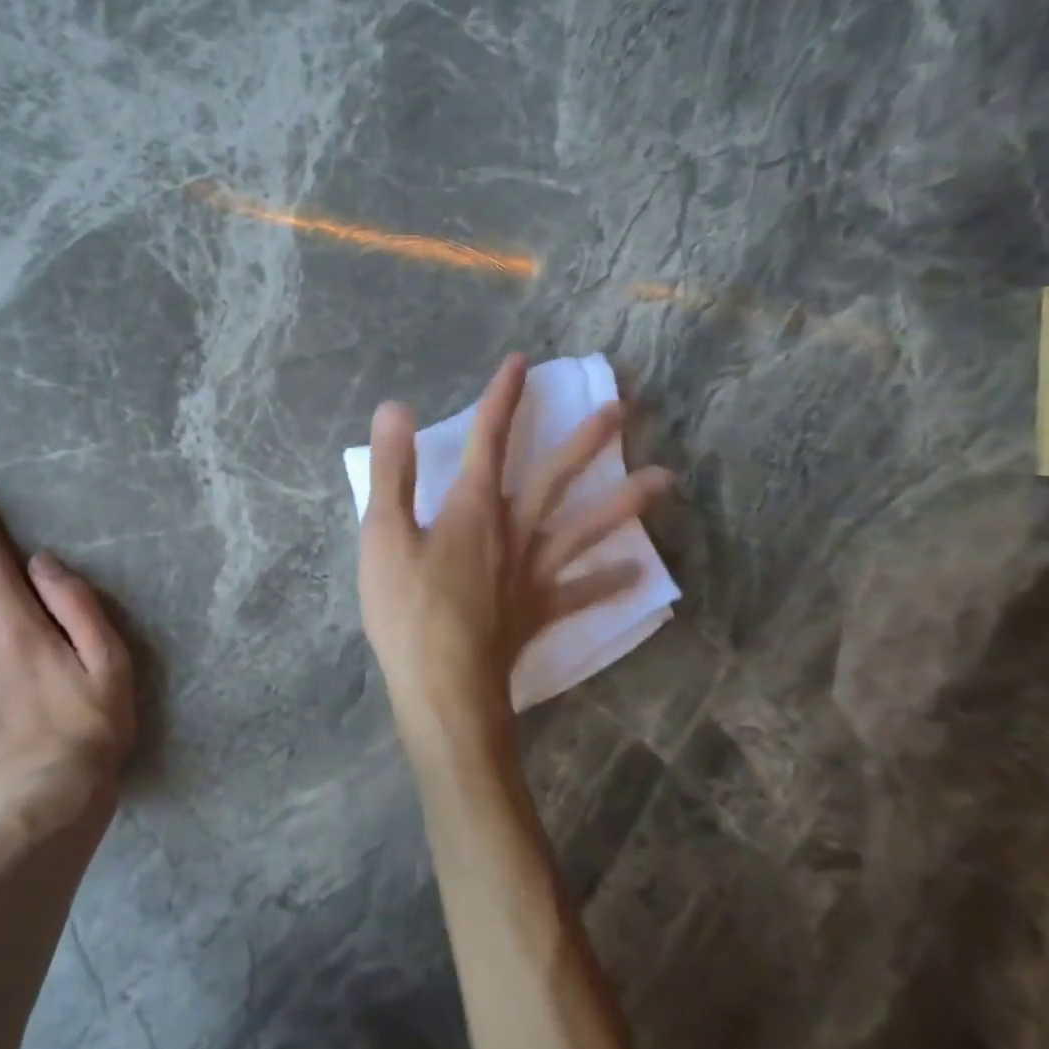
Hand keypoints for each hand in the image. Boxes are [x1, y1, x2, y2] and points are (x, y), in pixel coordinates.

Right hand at [358, 354, 671, 767]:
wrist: (444, 685)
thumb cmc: (407, 608)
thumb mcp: (383, 533)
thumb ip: (392, 470)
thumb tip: (396, 408)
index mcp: (473, 507)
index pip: (489, 438)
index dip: (502, 398)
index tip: (521, 363)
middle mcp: (514, 531)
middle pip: (553, 477)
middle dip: (583, 441)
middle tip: (620, 410)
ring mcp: (534, 573)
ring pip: (585, 530)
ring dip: (623, 504)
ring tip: (665, 481)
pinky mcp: (541, 611)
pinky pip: (582, 593)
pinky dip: (609, 583)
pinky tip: (639, 575)